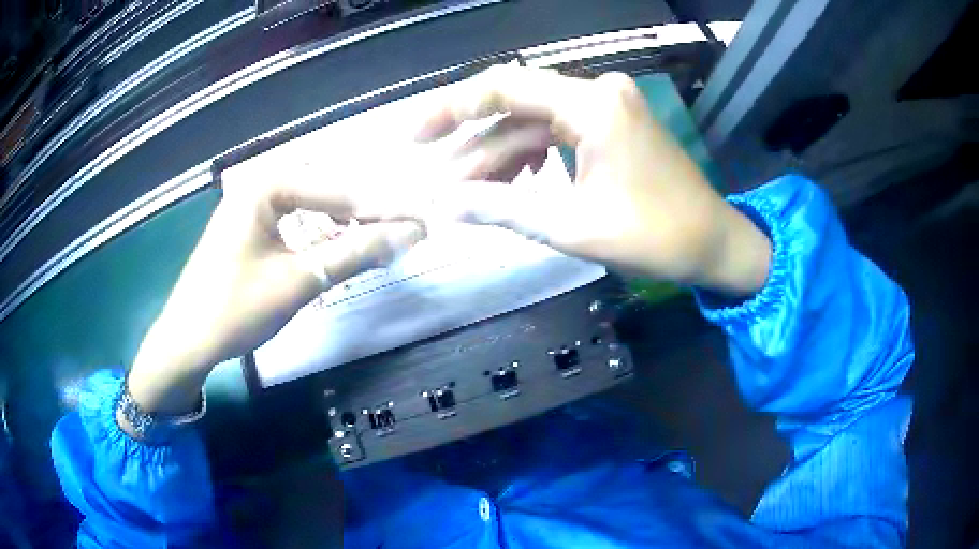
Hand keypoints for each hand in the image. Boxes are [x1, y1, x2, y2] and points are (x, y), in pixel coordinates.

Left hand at [127, 173, 424, 416]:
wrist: (187, 342)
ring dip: (345, 222)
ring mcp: (252, 206)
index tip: (421, 223)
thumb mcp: (299, 281)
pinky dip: (321, 234)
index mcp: (265, 186)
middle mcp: (259, 185)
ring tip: (376, 241)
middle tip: (403, 231)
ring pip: (313, 204)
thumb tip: (409, 234)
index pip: (338, 190)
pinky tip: (338, 249)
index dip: (383, 210)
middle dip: (366, 212)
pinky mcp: (250, 228)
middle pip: (327, 189)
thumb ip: (355, 253)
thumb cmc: (236, 309)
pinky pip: (295, 220)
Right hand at [417, 66, 770, 295]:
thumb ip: (504, 209)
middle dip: (474, 147)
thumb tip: (443, 206)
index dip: (451, 108)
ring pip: (535, 123)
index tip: (414, 135)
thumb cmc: (654, 237)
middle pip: (516, 107)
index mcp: (592, 105)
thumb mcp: (573, 226)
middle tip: (440, 185)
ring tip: (467, 194)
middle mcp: (598, 91)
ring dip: (501, 157)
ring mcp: (607, 105)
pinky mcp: (613, 123)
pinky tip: (512, 184)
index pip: (503, 87)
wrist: (713, 243)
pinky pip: (558, 132)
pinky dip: (531, 157)